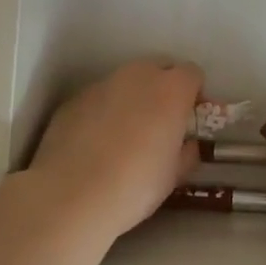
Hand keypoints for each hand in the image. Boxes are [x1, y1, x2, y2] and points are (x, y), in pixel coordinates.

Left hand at [27, 59, 202, 241]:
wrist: (70, 196)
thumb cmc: (135, 185)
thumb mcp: (174, 174)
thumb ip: (186, 151)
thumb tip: (187, 145)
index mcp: (171, 89)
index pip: (192, 73)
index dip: (194, 94)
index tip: (189, 119)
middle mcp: (137, 76)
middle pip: (158, 68)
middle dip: (163, 89)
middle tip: (160, 123)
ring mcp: (102, 84)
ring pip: (126, 82)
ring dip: (132, 99)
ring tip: (124, 135)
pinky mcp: (73, 99)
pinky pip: (98, 98)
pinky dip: (103, 112)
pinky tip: (95, 144)